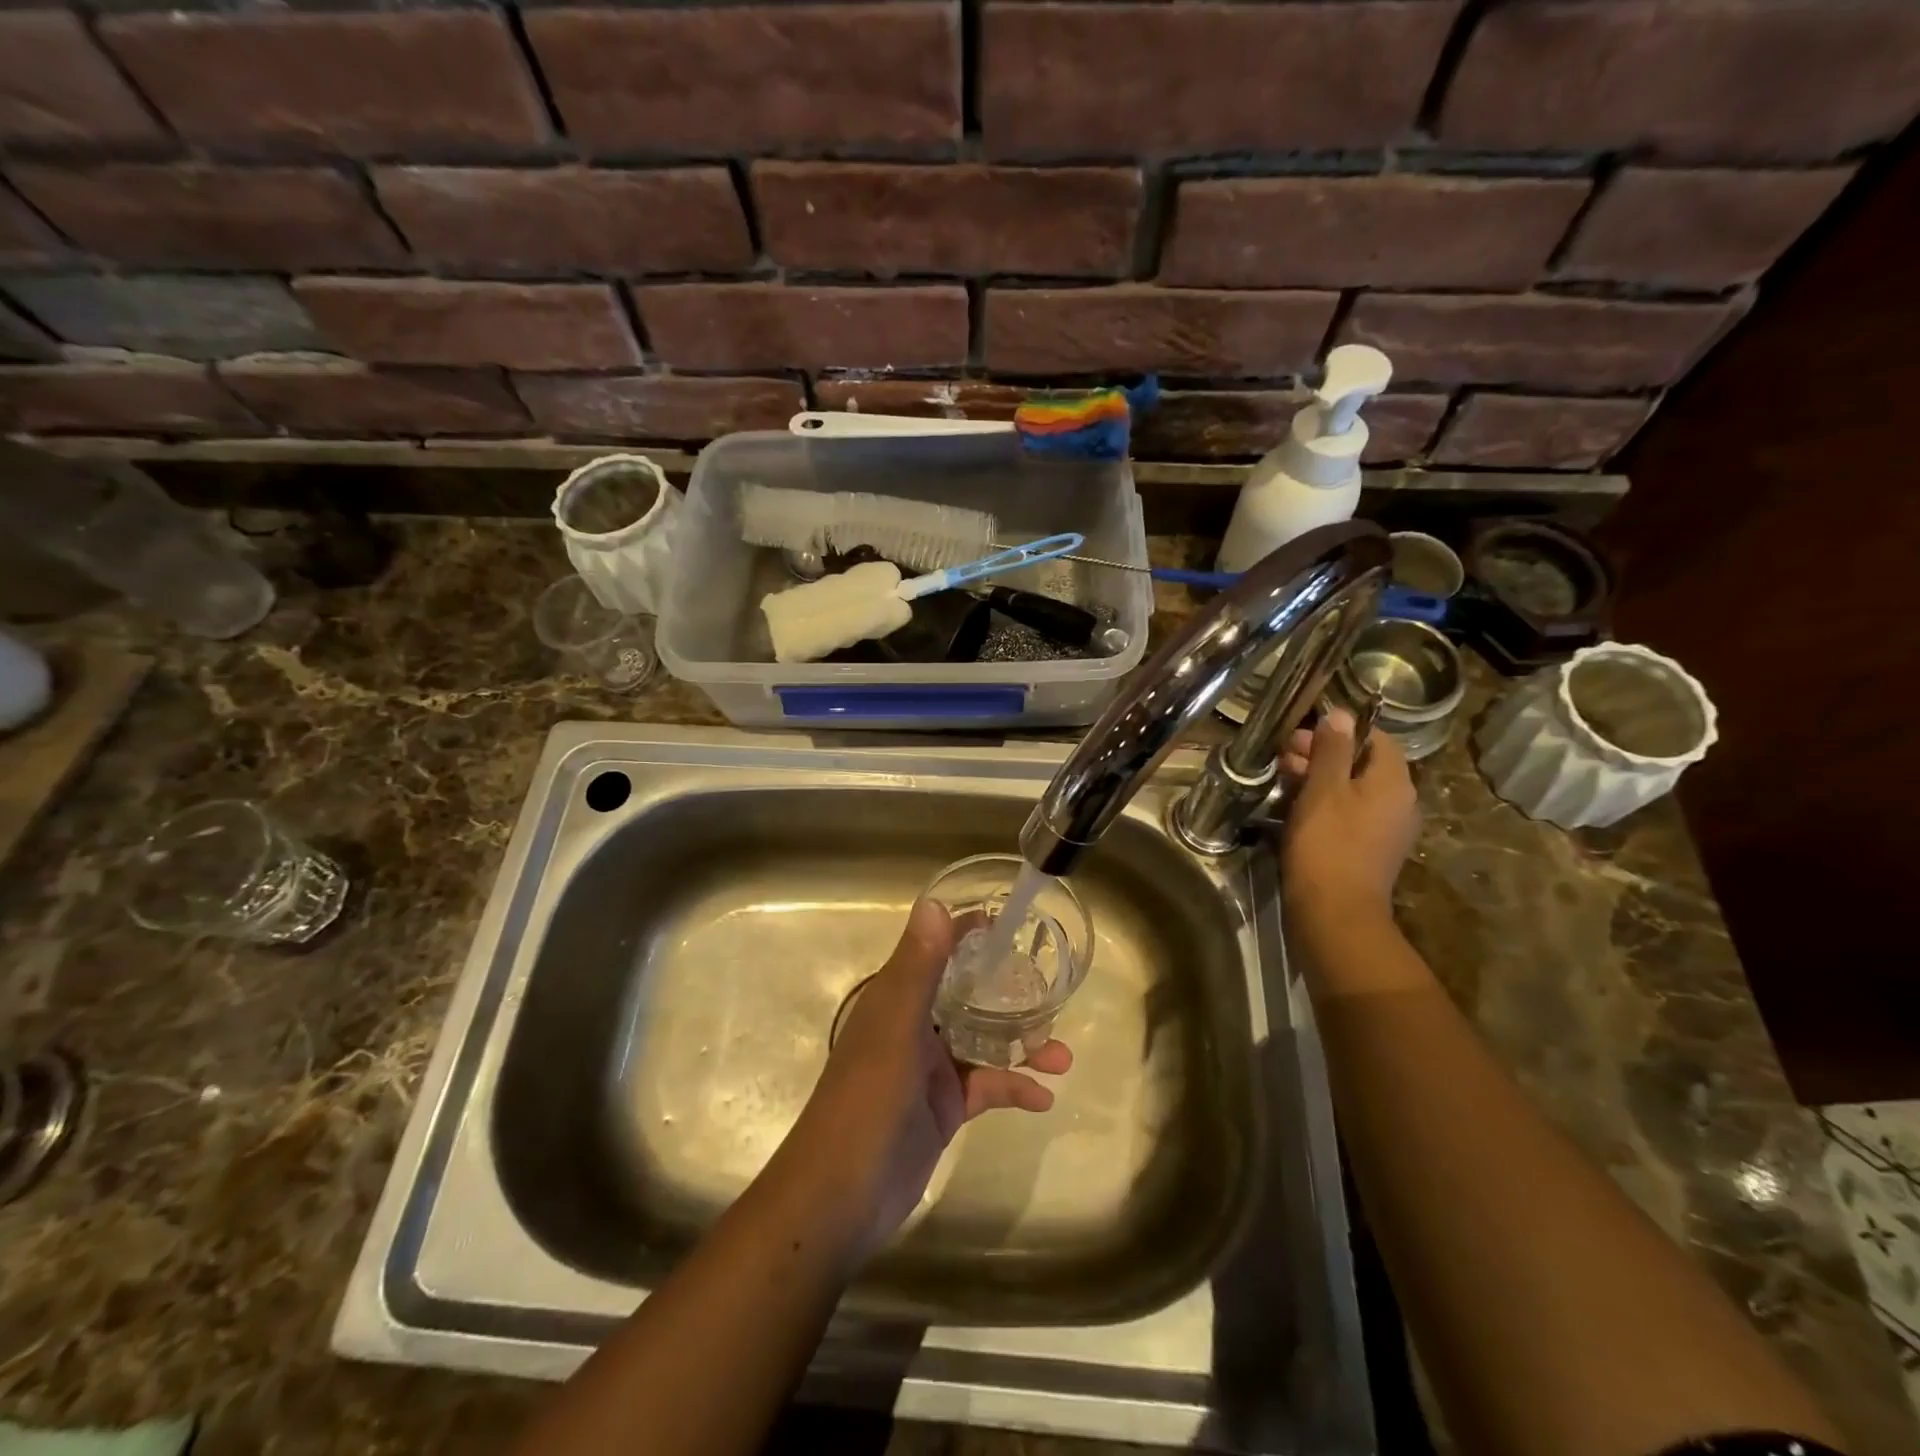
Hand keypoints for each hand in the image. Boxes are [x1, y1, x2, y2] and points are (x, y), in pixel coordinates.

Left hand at [780, 899, 1071, 1261]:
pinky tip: (1043, 1098)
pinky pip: (985, 1087)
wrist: (840, 1199)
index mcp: (896, 999)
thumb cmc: (866, 1103)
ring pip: (983, 1043)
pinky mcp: (942, 1109)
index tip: (1008, 922)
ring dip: (1021, 1046)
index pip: (935, 952)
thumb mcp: (895, 1029)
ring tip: (1063, 1056)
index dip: (966, 934)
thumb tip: (935, 903)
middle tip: (1052, 990)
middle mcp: (913, 1026)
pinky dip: (1013, 1089)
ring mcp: (928, 1070)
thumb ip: (917, 968)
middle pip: (967, 996)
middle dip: (1008, 993)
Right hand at [1280, 707, 1419, 927]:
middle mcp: (1400, 802)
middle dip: (1323, 755)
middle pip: (1363, 764)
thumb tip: (1340, 714)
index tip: (1302, 736)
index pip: (1376, 738)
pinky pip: (1350, 814)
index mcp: (1394, 782)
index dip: (1340, 731)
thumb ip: (1332, 749)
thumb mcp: (1323, 790)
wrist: (1335, 912)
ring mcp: (1387, 829)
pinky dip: (1325, 805)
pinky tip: (1295, 810)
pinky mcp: (1370, 850)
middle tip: (1283, 758)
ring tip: (1283, 782)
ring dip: (1320, 780)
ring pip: (1354, 790)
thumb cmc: (1328, 844)